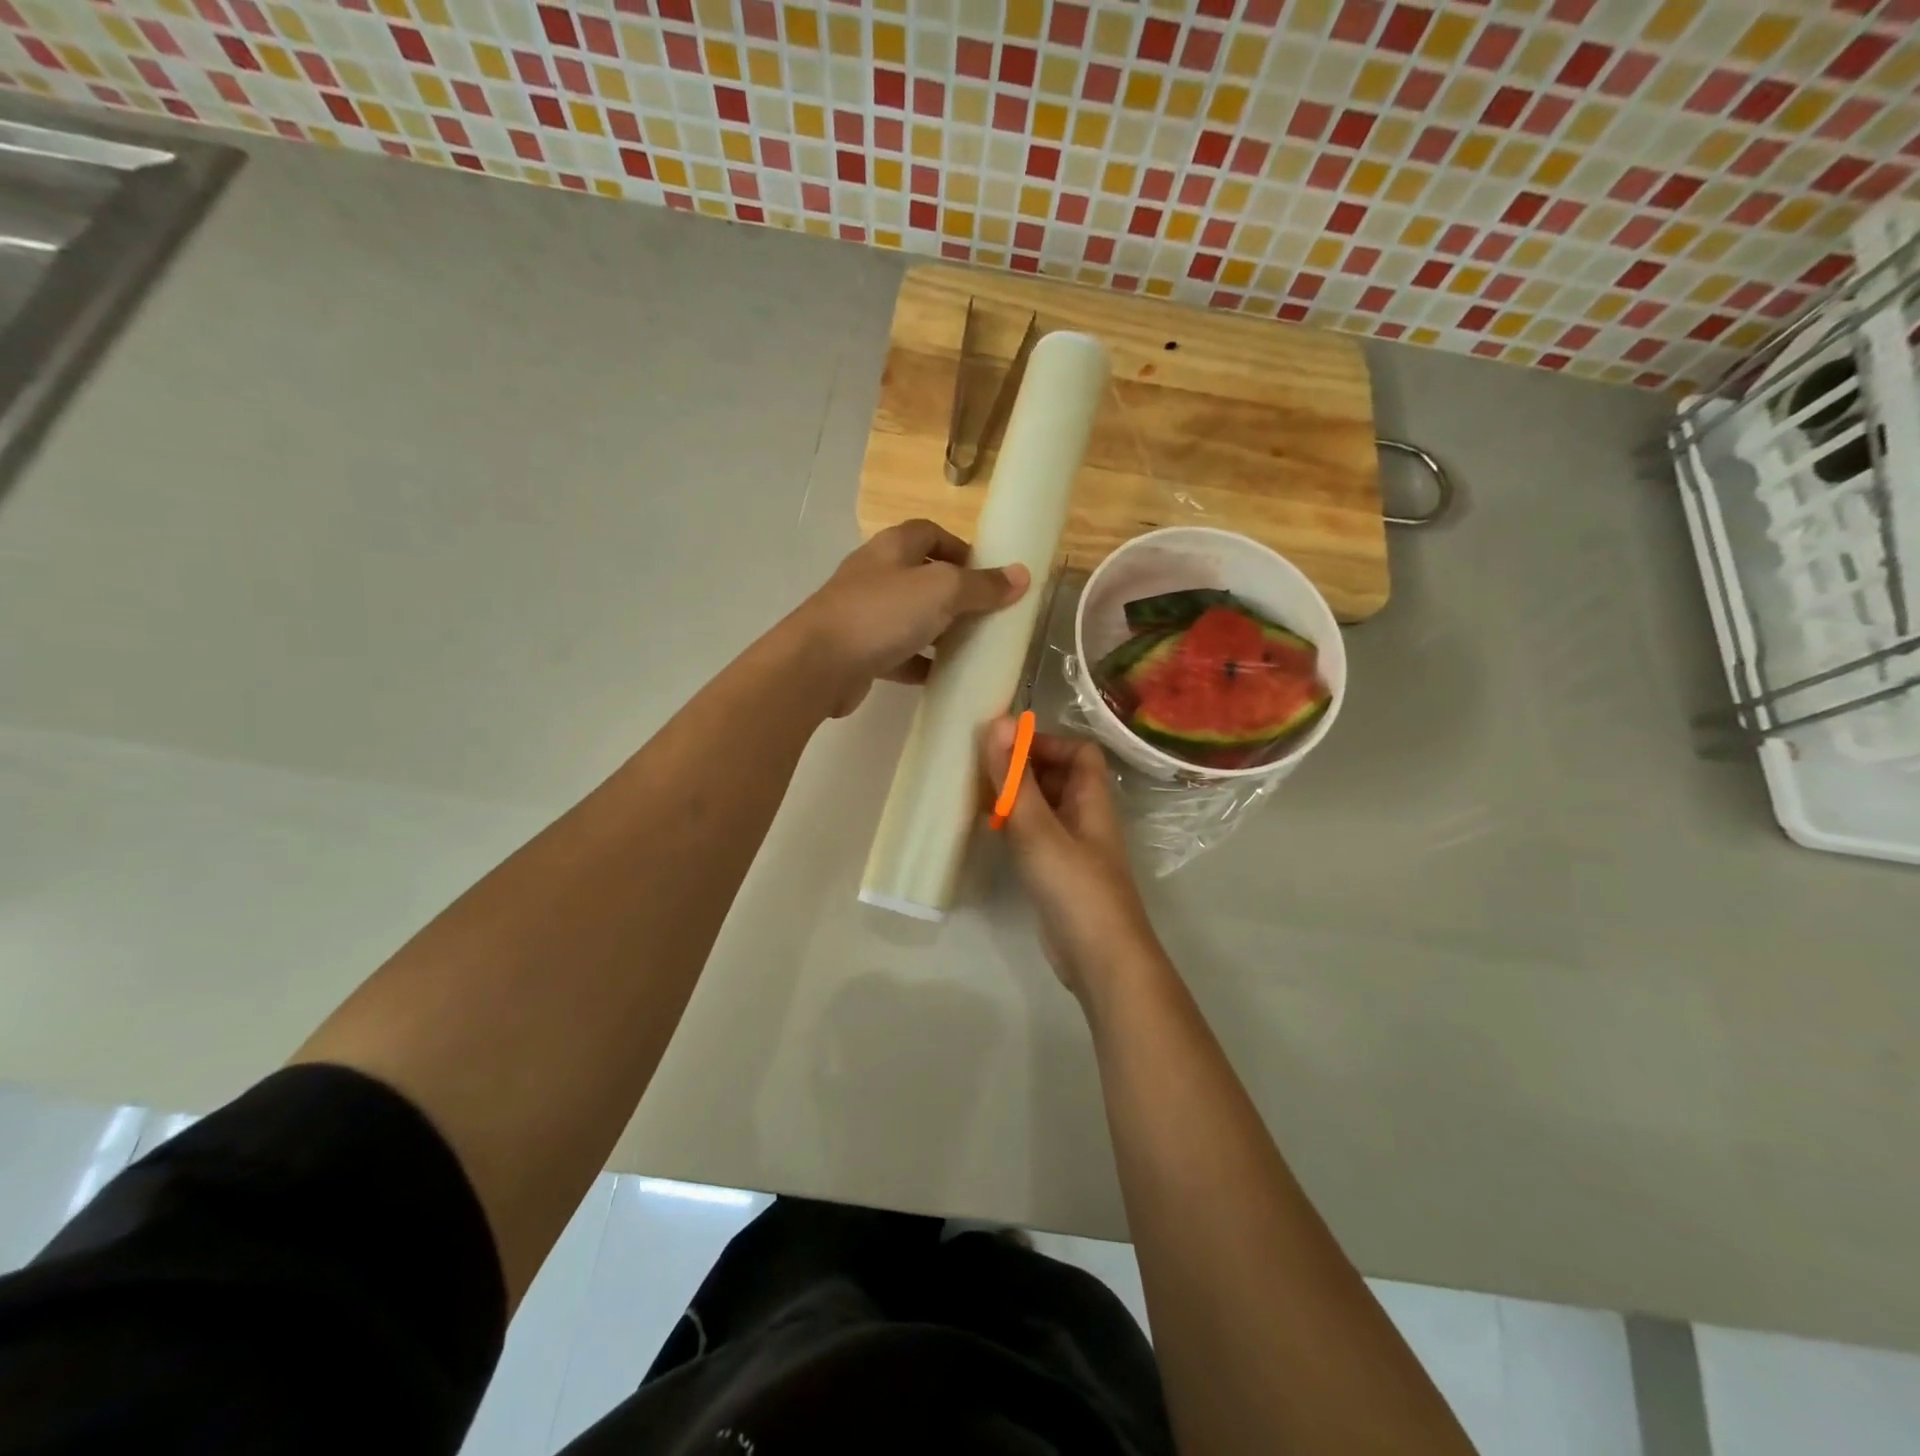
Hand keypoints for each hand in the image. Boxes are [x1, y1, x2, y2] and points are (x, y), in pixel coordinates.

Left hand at [796, 520, 1028, 717]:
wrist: (818, 664)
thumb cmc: (882, 614)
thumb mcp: (941, 591)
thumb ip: (982, 586)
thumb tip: (1021, 575)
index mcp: (892, 548)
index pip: (929, 533)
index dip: (959, 547)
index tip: (987, 572)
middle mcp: (875, 575)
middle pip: (920, 576)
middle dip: (953, 593)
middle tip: (984, 615)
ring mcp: (862, 615)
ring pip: (909, 617)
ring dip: (937, 630)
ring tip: (969, 647)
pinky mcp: (858, 652)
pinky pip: (897, 653)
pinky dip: (919, 662)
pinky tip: (940, 677)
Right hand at [979, 718, 1165, 1003]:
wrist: (1100, 960)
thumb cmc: (1074, 887)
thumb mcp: (1038, 829)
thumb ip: (1016, 779)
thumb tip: (998, 722)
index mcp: (1092, 799)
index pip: (1079, 751)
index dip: (1046, 743)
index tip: (1006, 748)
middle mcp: (1086, 818)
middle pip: (1060, 777)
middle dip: (1024, 768)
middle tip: (982, 769)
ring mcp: (1074, 848)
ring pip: (1045, 807)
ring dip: (1017, 798)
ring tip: (978, 796)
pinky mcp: (1059, 875)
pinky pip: (1037, 836)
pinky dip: (1016, 827)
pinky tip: (991, 833)